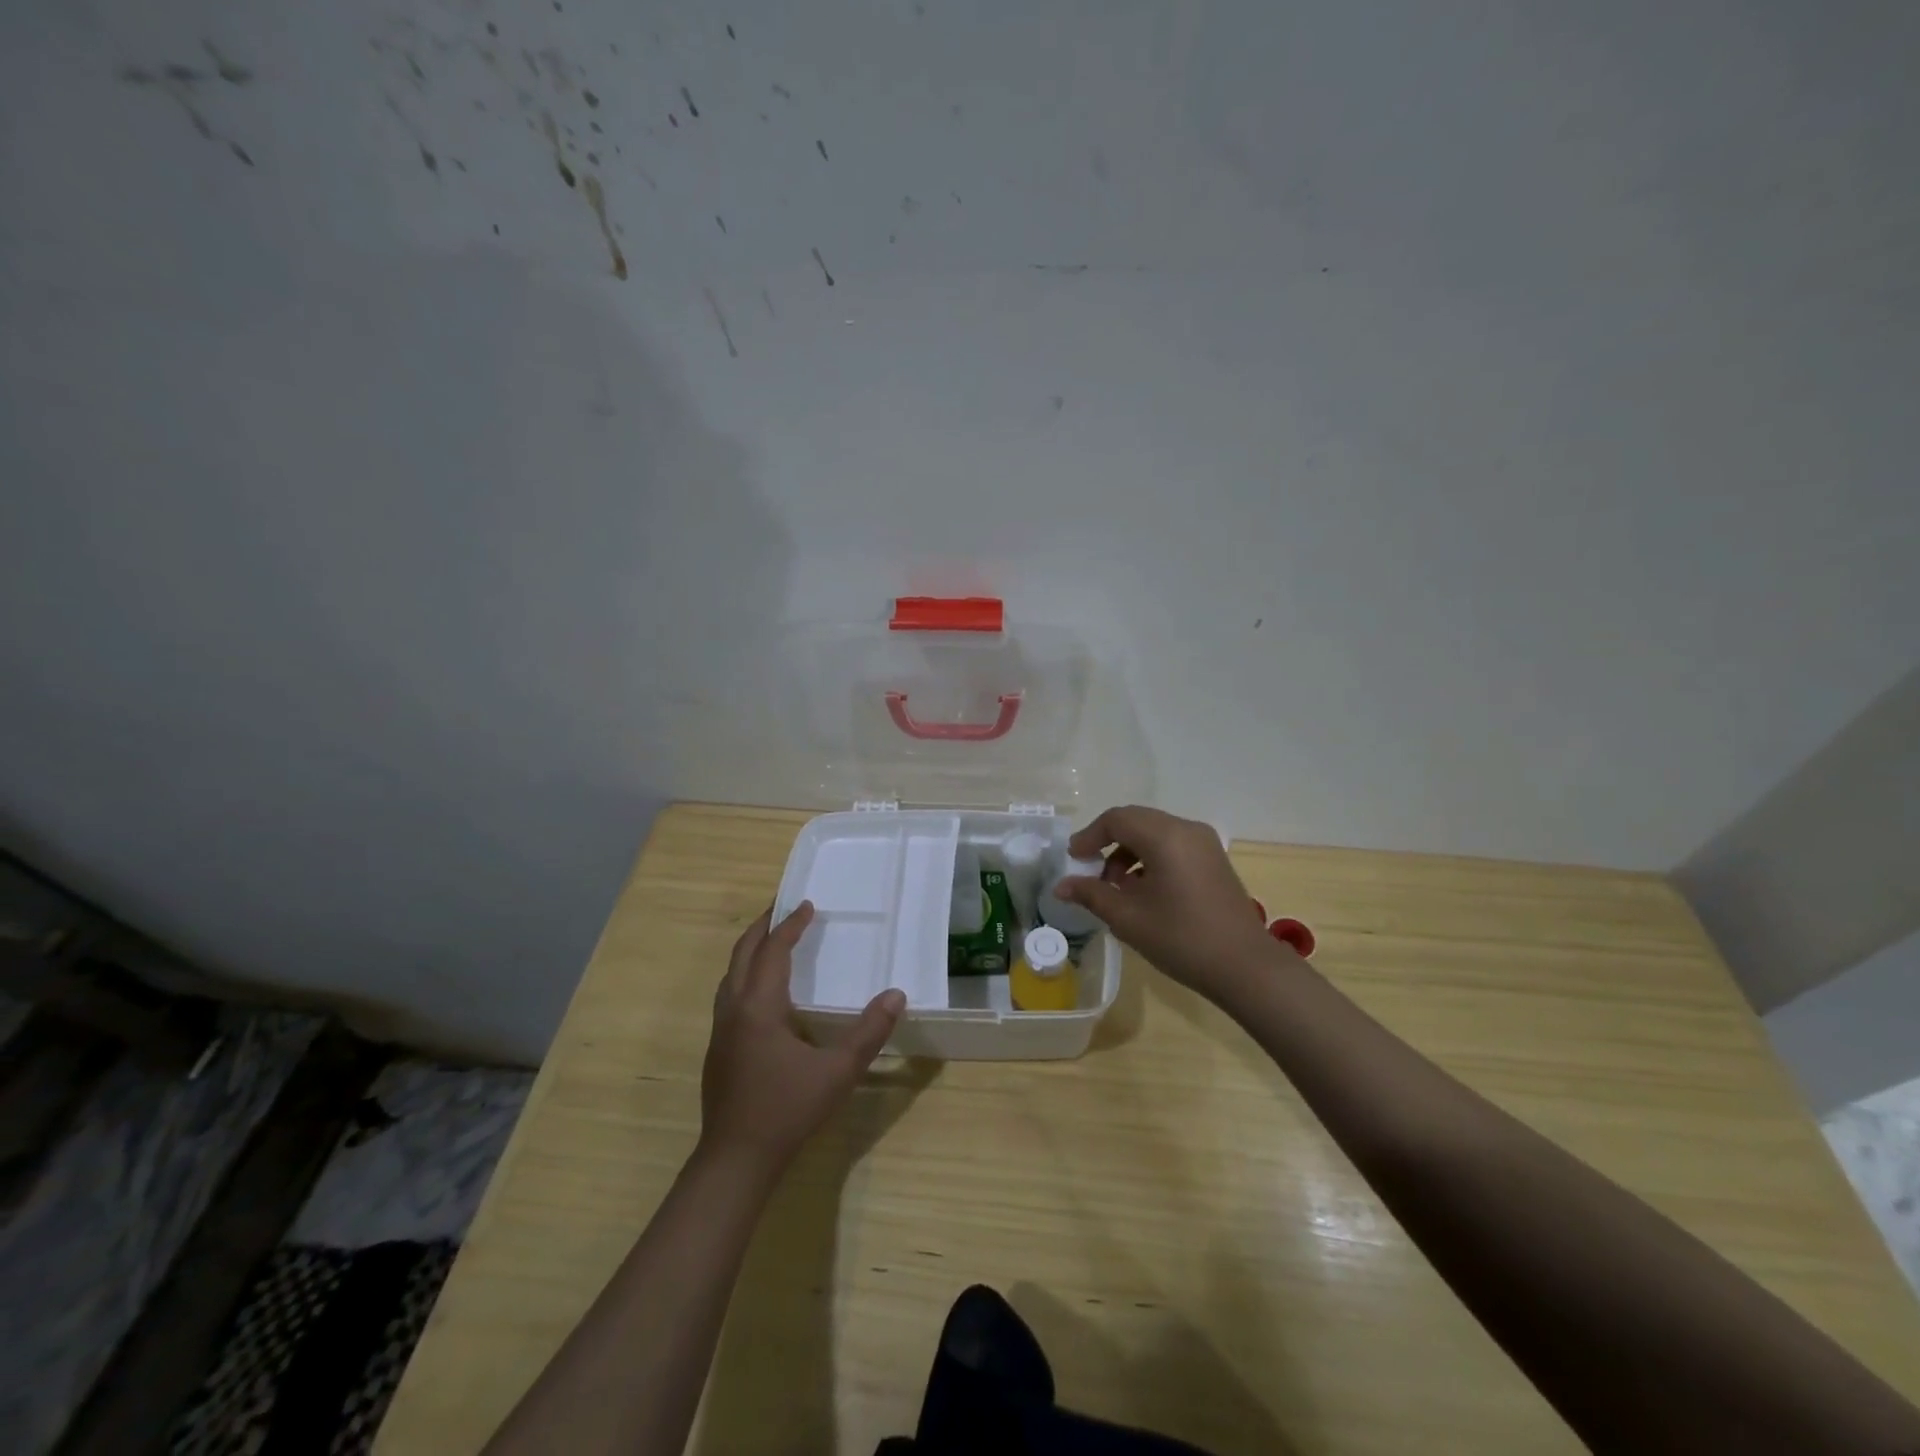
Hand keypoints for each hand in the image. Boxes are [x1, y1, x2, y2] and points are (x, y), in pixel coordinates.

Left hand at [699, 902, 905, 1169]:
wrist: (735, 1160)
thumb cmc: (787, 1110)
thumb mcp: (838, 1072)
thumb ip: (869, 1032)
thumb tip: (896, 995)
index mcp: (760, 1006)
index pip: (774, 951)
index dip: (791, 925)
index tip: (808, 905)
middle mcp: (734, 1009)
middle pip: (743, 953)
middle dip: (763, 927)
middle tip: (784, 908)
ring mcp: (721, 1030)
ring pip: (731, 974)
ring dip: (751, 950)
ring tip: (773, 941)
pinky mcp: (718, 1049)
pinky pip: (729, 994)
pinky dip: (746, 975)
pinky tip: (763, 992)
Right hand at [1053, 805, 1284, 1001]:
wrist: (1245, 967)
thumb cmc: (1182, 939)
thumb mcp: (1128, 918)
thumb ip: (1091, 894)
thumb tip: (1061, 885)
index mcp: (1165, 836)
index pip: (1116, 819)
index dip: (1089, 836)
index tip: (1073, 860)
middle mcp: (1187, 829)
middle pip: (1136, 821)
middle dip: (1107, 842)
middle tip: (1088, 870)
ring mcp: (1205, 843)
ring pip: (1154, 832)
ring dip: (1128, 851)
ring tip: (1116, 887)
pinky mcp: (1214, 860)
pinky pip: (1172, 845)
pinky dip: (1150, 858)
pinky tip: (1143, 891)